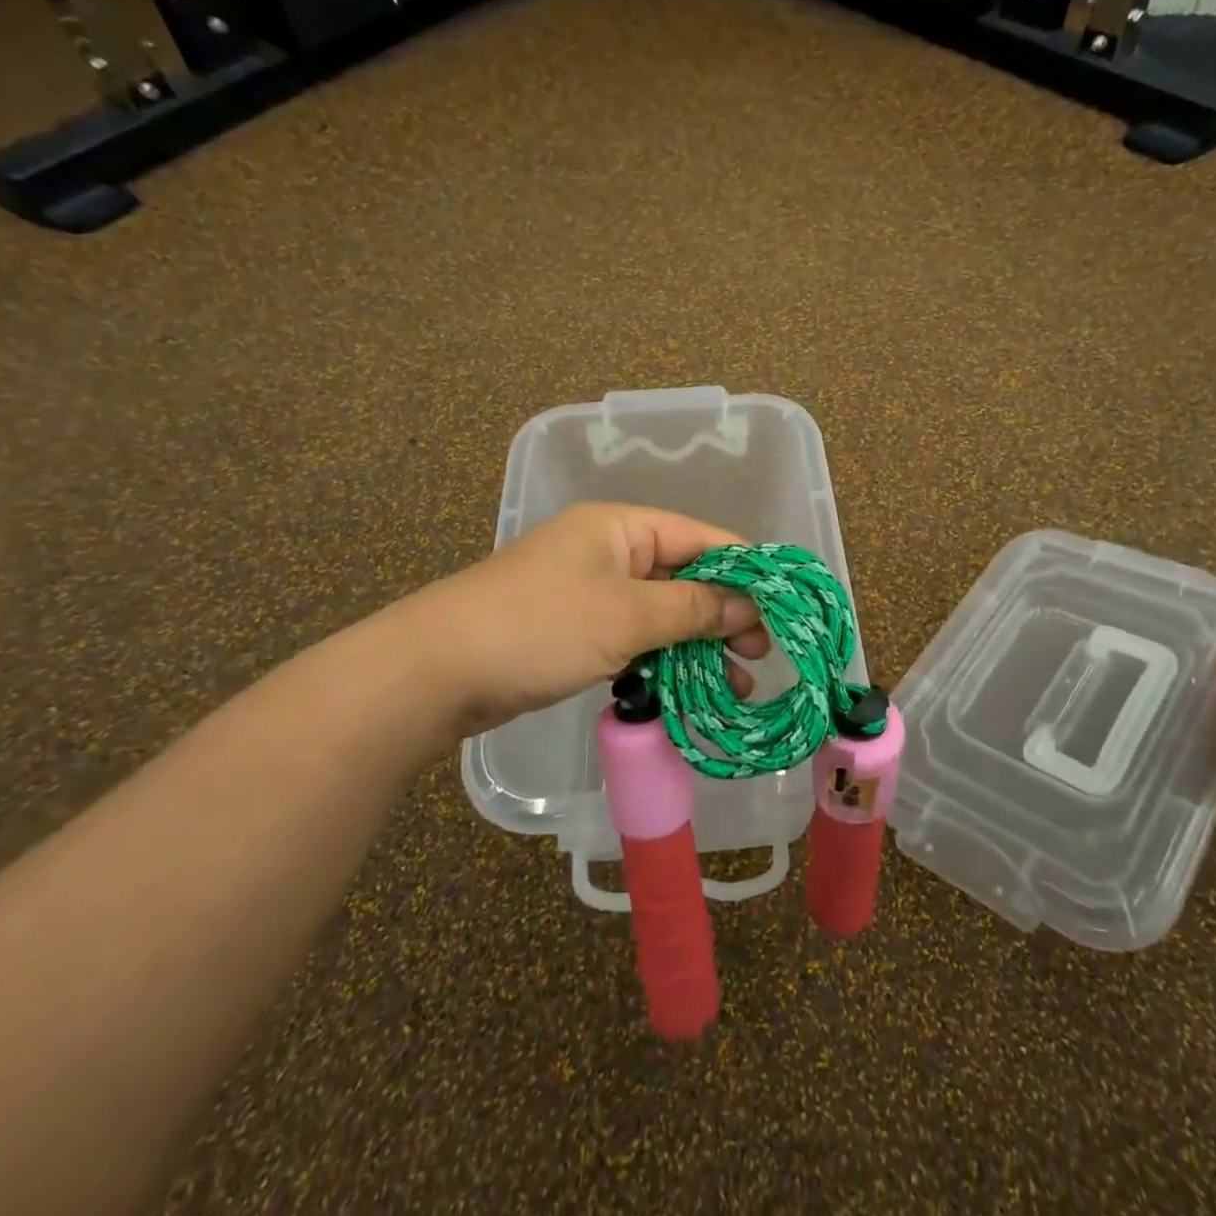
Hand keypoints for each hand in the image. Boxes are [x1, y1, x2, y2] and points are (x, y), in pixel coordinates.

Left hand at [416, 503, 770, 742]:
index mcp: (621, 527)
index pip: (702, 537)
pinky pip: (634, 638)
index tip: (781, 609)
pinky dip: (663, 660)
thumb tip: (749, 605)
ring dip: (698, 645)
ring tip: (738, 683)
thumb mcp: (626, 615)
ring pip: (662, 613)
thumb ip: (692, 607)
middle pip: (685, 576)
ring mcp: (590, 593)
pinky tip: (689, 688)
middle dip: (724, 613)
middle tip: (759, 653)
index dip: (745, 570)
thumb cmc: (539, 626)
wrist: (434, 673)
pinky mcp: (574, 632)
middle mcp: (609, 552)